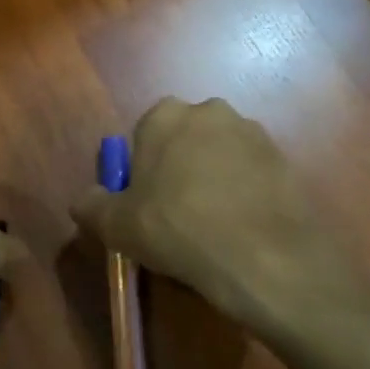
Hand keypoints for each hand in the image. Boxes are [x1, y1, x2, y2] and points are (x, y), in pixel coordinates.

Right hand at [72, 98, 343, 330]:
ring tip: (214, 227)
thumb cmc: (178, 230)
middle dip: (179, 169)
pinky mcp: (284, 157)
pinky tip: (242, 228)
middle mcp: (209, 111)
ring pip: (220, 155)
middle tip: (176, 217)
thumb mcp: (117, 226)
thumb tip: (85, 200)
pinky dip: (244, 193)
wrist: (265, 257)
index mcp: (164, 116)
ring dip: (214, 179)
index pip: (144, 137)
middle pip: (184, 141)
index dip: (143, 173)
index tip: (146, 206)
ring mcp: (252, 132)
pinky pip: (251, 173)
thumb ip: (92, 206)